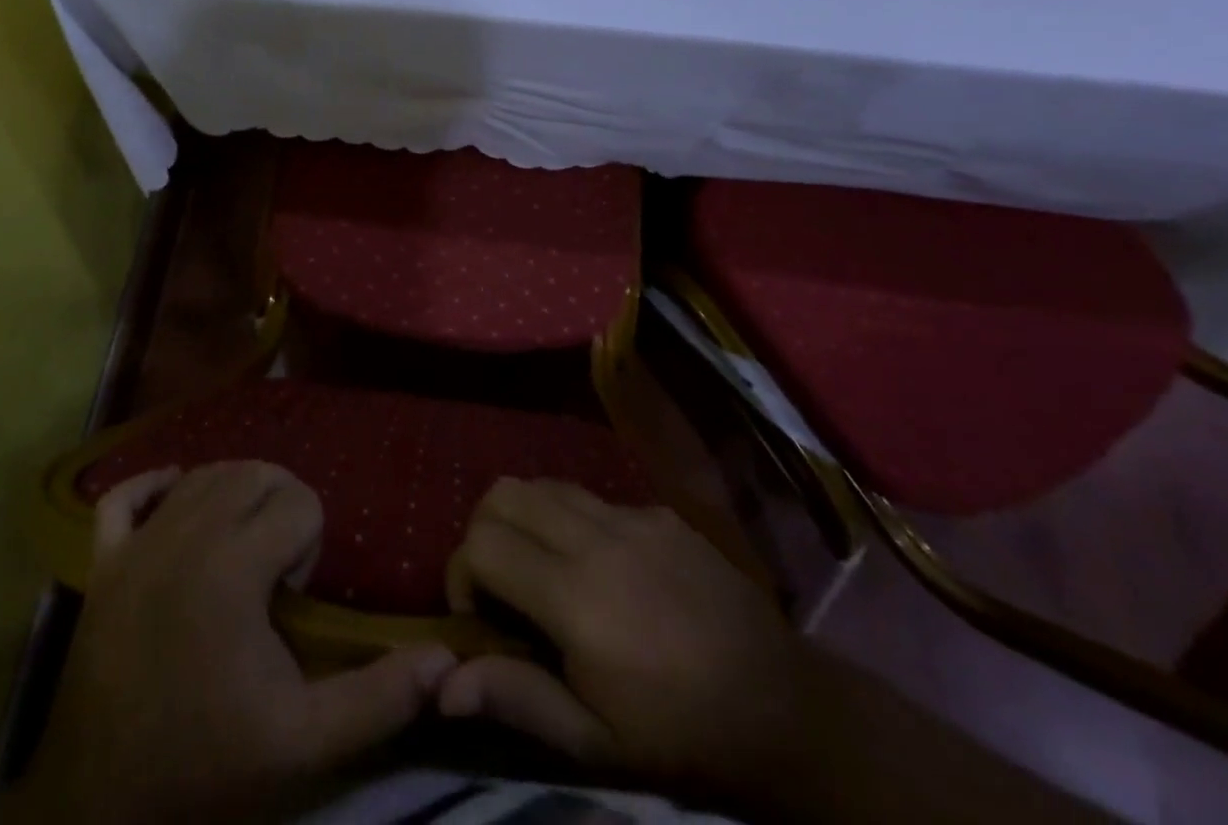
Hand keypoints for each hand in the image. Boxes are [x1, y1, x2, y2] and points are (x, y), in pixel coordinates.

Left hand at [7, 462, 456, 824]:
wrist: (100, 808)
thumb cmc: (206, 766)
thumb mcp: (304, 743)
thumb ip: (378, 697)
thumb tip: (446, 658)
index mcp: (233, 566)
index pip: (297, 501)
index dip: (311, 542)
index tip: (295, 596)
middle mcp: (184, 534)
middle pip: (253, 474)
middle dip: (280, 507)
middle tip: (276, 569)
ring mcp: (137, 545)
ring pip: (202, 474)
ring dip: (234, 495)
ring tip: (243, 547)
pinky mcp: (102, 563)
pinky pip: (124, 496)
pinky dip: (154, 485)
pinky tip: (176, 498)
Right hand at [439, 478, 812, 808]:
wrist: (785, 709)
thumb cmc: (682, 737)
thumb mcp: (596, 744)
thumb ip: (517, 699)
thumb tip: (442, 684)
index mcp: (575, 597)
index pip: (482, 543)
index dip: (461, 573)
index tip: (478, 615)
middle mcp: (596, 538)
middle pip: (504, 493)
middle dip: (483, 529)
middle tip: (500, 580)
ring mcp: (631, 516)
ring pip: (545, 484)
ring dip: (524, 517)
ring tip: (541, 567)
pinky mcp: (658, 511)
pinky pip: (592, 496)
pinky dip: (572, 519)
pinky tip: (601, 567)